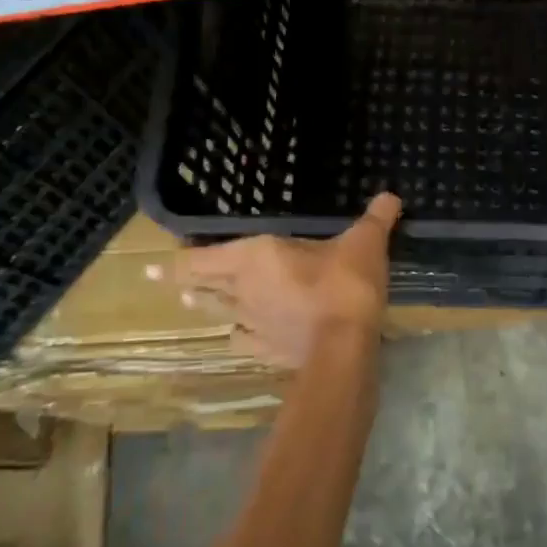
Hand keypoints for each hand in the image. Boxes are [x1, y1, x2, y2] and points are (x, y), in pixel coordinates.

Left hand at [178, 194, 400, 367]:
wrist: (344, 346)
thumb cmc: (345, 284)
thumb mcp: (364, 243)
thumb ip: (375, 218)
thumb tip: (391, 195)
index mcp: (255, 256)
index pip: (198, 260)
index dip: (174, 261)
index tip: (155, 265)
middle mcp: (242, 289)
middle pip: (201, 287)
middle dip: (183, 283)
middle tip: (170, 280)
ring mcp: (251, 324)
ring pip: (216, 314)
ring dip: (205, 306)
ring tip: (193, 303)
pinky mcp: (266, 351)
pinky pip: (242, 342)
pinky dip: (238, 336)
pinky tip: (241, 337)